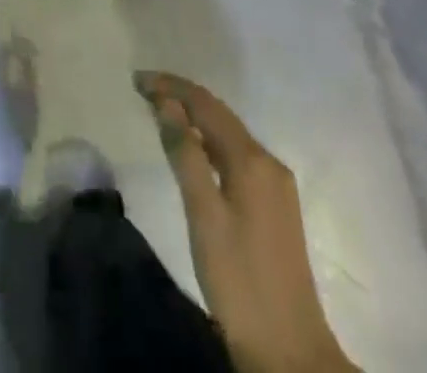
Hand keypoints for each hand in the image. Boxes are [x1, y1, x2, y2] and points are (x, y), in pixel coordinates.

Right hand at [134, 71, 357, 372]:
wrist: (290, 352)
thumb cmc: (239, 280)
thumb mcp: (204, 215)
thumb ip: (185, 154)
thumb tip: (166, 102)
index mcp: (253, 159)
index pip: (206, 104)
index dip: (171, 86)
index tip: (137, 80)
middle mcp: (268, 162)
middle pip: (220, 115)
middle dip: (182, 97)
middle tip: (143, 91)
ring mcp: (275, 185)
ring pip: (229, 135)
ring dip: (195, 118)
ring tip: (160, 112)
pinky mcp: (275, 207)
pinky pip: (236, 155)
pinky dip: (209, 142)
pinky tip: (193, 150)